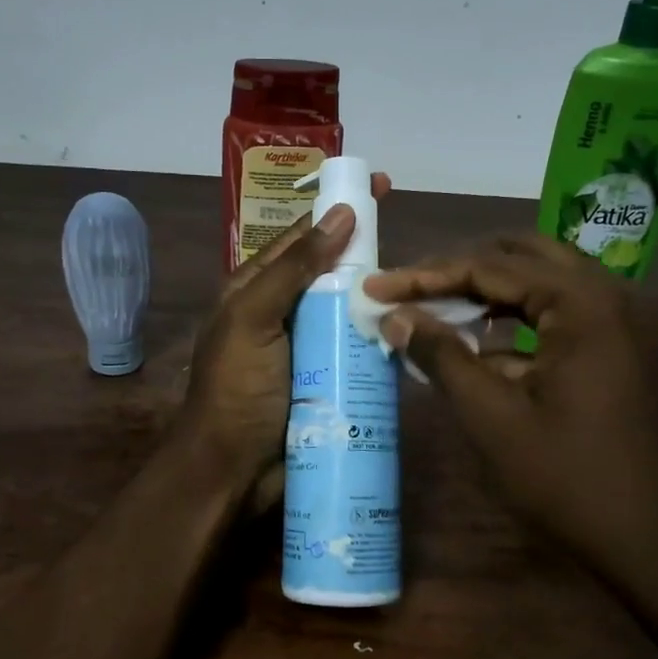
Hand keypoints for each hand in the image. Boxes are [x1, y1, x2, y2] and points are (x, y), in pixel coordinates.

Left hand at [179, 174, 389, 508]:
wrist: (232, 471)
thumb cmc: (236, 390)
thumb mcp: (253, 319)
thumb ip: (293, 269)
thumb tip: (340, 215)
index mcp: (256, 289)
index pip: (302, 237)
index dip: (338, 210)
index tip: (379, 187)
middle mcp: (285, 313)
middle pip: (332, 273)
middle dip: (368, 255)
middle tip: (413, 243)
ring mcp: (309, 349)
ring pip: (351, 311)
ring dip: (381, 299)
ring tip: (425, 286)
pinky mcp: (330, 381)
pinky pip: (360, 351)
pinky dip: (383, 339)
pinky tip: (413, 330)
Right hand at [363, 235, 657, 582]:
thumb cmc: (573, 482)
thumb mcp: (494, 419)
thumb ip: (443, 357)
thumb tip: (396, 317)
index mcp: (587, 302)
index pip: (491, 266)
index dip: (426, 276)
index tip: (377, 287)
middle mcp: (619, 293)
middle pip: (524, 259)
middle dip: (461, 272)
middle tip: (408, 291)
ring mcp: (636, 319)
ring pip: (550, 284)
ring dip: (493, 294)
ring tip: (437, 312)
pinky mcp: (639, 346)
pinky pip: (573, 314)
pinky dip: (527, 322)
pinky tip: (486, 347)